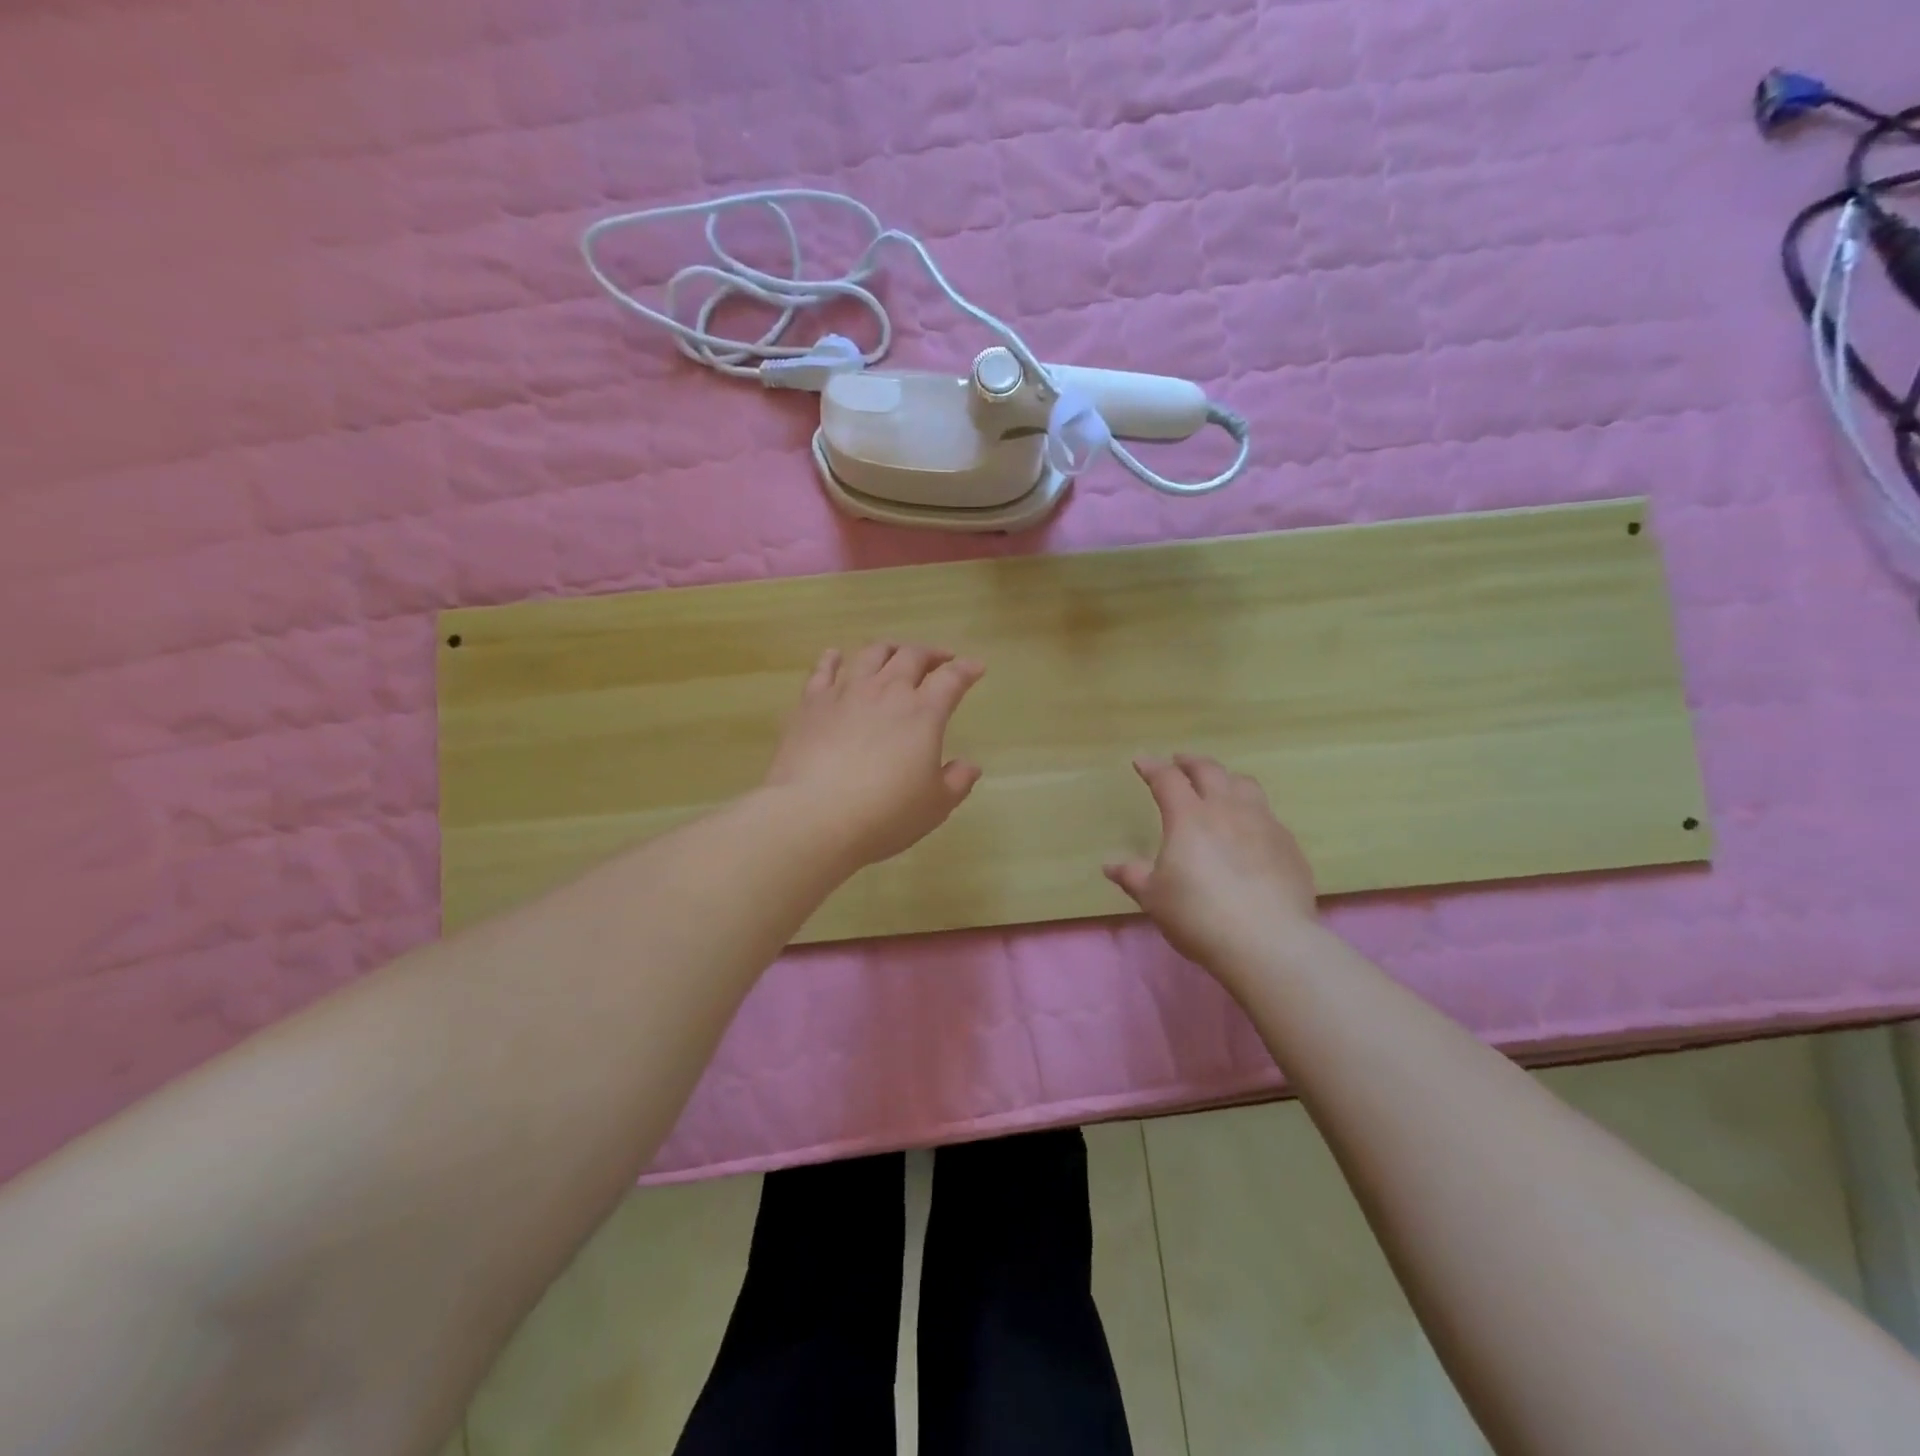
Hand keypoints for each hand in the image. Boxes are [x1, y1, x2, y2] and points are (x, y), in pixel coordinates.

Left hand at [764, 643, 985, 869]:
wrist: (813, 816)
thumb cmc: (884, 814)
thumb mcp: (935, 806)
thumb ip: (957, 781)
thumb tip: (970, 765)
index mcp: (923, 713)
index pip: (951, 679)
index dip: (967, 670)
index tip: (976, 667)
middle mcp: (886, 692)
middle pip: (911, 656)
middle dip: (930, 653)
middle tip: (939, 658)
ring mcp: (846, 693)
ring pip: (870, 655)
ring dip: (888, 649)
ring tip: (895, 653)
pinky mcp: (811, 703)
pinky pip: (823, 670)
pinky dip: (833, 659)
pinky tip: (836, 656)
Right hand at [1105, 754, 1317, 972]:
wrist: (1268, 942)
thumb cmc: (1199, 916)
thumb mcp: (1154, 898)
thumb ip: (1133, 876)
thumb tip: (1110, 865)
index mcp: (1189, 817)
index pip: (1168, 779)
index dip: (1153, 767)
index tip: (1142, 761)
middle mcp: (1227, 810)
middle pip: (1210, 771)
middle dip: (1191, 762)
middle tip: (1180, 762)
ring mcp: (1263, 824)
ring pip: (1245, 785)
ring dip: (1226, 779)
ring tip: (1219, 785)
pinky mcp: (1289, 846)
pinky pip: (1268, 815)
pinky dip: (1253, 811)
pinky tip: (1250, 829)